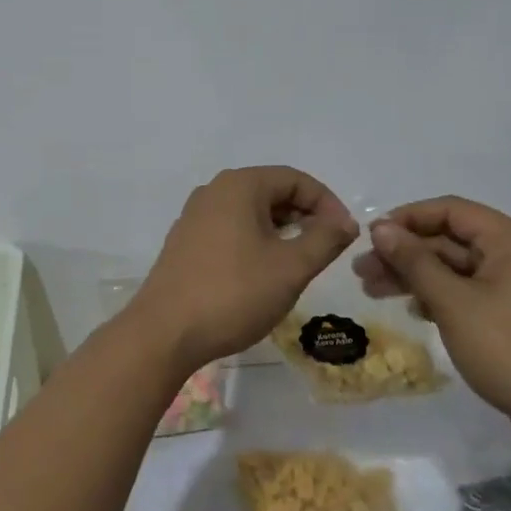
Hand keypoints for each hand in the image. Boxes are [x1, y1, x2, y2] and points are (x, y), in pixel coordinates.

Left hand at [132, 167, 359, 374]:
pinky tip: (263, 271)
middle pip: (272, 191)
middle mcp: (214, 191)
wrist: (164, 332)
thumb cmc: (234, 293)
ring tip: (299, 261)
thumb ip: (324, 239)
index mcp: (240, 185)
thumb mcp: (290, 268)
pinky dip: (255, 240)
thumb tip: (345, 222)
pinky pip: (231, 228)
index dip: (327, 203)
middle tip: (326, 249)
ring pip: (251, 211)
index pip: (295, 179)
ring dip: (281, 230)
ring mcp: (195, 215)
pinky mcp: (186, 241)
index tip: (345, 235)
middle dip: (305, 215)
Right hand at [354, 197, 510, 452]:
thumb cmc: (509, 348)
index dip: (406, 219)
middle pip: (449, 239)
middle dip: (404, 253)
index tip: (370, 238)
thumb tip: (381, 228)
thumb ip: (414, 261)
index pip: (449, 210)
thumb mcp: (453, 302)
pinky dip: (438, 296)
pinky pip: (468, 292)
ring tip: (373, 291)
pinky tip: (413, 310)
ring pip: (455, 268)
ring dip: (415, 276)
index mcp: (509, 239)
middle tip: (362, 271)